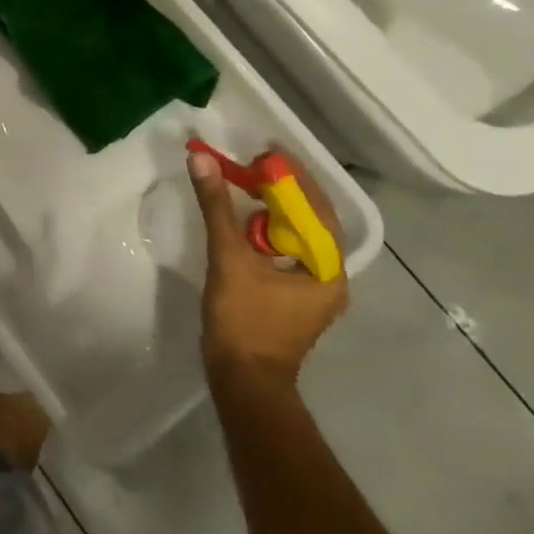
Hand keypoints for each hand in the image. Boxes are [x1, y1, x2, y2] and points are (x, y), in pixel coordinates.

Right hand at [188, 149, 346, 387]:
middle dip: (284, 191)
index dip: (296, 177)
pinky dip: (267, 231)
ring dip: (274, 210)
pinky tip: (244, 222)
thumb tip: (203, 160)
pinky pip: (285, 251)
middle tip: (254, 164)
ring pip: (297, 237)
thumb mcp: (228, 258)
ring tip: (247, 184)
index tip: (269, 152)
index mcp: (327, 269)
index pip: (319, 209)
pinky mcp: (292, 298)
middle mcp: (329, 277)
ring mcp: (312, 290)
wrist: (243, 380)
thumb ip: (217, 208)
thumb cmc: (244, 321)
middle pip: (311, 221)